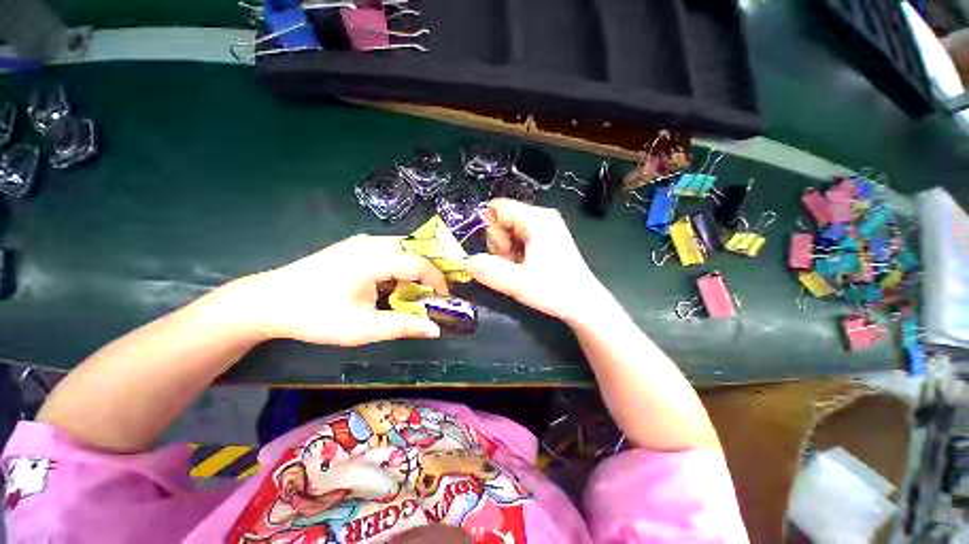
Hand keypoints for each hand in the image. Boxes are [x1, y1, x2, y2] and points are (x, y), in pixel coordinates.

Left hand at [236, 235, 447, 346]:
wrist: (268, 302)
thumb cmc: (315, 316)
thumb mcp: (362, 328)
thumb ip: (403, 326)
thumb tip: (436, 329)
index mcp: (372, 259)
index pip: (419, 263)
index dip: (438, 281)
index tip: (444, 299)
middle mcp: (371, 243)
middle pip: (415, 250)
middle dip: (431, 271)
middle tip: (436, 293)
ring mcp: (362, 242)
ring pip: (404, 248)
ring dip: (417, 268)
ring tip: (419, 290)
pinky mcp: (355, 246)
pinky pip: (391, 250)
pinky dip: (402, 265)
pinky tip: (396, 283)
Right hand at [468, 199, 612, 323]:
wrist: (584, 304)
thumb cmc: (556, 291)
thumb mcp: (519, 283)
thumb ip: (489, 271)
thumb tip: (465, 262)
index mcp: (536, 219)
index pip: (498, 207)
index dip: (490, 229)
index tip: (498, 253)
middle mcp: (541, 217)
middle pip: (503, 219)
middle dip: (499, 243)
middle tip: (511, 264)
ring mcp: (545, 228)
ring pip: (509, 231)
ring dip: (506, 251)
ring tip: (520, 269)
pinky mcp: (546, 239)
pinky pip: (519, 239)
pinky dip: (515, 254)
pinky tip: (525, 269)